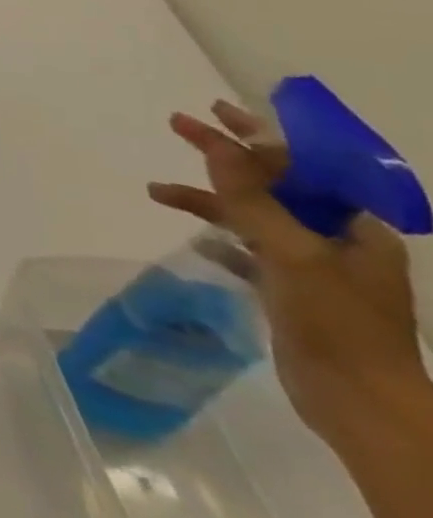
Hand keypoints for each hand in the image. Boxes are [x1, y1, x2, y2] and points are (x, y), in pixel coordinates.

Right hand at [148, 101, 428, 446]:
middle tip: (179, 125)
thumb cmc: (338, 323)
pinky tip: (194, 238)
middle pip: (274, 185)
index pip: (303, 166)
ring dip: (208, 199)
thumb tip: (216, 144)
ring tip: (157, 190)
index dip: (260, 136)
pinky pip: (247, 250)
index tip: (217, 111)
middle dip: (225, 157)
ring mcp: (314, 269)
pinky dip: (219, 237)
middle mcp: (337, 242)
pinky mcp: (291, 293)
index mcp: (355, 228)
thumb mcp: (293, 253)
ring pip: (252, 216)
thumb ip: (251, 198)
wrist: (362, 406)